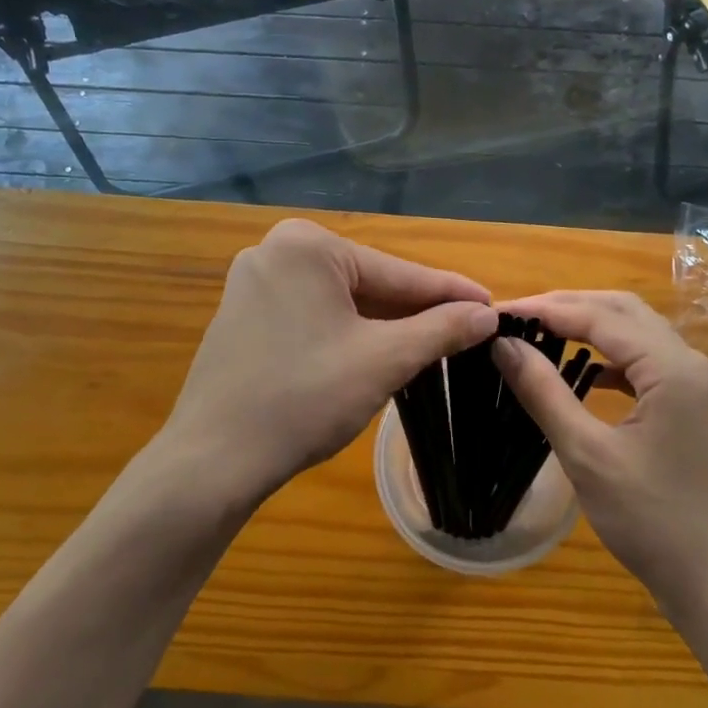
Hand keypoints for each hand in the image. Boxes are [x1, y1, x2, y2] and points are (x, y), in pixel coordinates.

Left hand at [159, 219, 496, 507]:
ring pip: (342, 303)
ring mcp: (254, 284)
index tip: (493, 305)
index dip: (450, 294)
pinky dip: (349, 335)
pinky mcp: (244, 317)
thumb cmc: (304, 399)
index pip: (398, 273)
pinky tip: (379, 354)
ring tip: (435, 345)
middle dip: (416, 312)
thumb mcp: (384, 360)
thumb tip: (487, 314)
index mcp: (307, 246)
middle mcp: (275, 251)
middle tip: (468, 332)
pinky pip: (314, 317)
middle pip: (369, 284)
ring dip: (385, 326)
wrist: (214, 461)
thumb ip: (441, 329)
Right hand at [491, 291, 707, 616]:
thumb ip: (544, 392)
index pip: (599, 316)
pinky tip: (586, 373)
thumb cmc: (652, 521)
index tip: (497, 311)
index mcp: (672, 367)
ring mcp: (699, 385)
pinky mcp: (696, 407)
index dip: (544, 309)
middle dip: (569, 306)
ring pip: (639, 334)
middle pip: (624, 311)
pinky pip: (649, 363)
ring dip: (592, 327)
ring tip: (542, 334)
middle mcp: (692, 363)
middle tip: (517, 316)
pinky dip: (613, 358)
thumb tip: (503, 346)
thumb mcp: (587, 455)